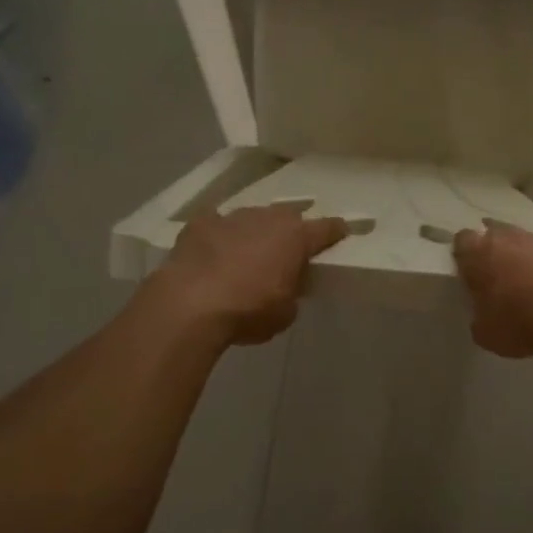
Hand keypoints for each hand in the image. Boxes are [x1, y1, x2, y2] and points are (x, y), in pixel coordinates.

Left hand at [154, 203, 348, 346]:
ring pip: (252, 218)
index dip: (336, 231)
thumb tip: (284, 289)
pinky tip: (213, 249)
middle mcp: (267, 219)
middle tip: (288, 250)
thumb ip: (291, 294)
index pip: (326, 228)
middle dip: (290, 231)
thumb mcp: (284, 314)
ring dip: (254, 232)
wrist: (190, 305)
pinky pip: (216, 223)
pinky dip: (218, 234)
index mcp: (296, 238)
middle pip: (288, 217)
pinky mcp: (201, 224)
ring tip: (248, 253)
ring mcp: (232, 218)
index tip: (341, 232)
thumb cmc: (248, 311)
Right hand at [452, 221, 532, 358]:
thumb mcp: (486, 333)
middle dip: (494, 255)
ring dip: (522, 261)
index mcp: (477, 252)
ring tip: (527, 289)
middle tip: (496, 281)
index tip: (468, 276)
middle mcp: (505, 237)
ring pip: (522, 245)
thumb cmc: (518, 320)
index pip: (462, 242)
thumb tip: (484, 315)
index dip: (464, 258)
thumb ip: (479, 317)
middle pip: (493, 238)